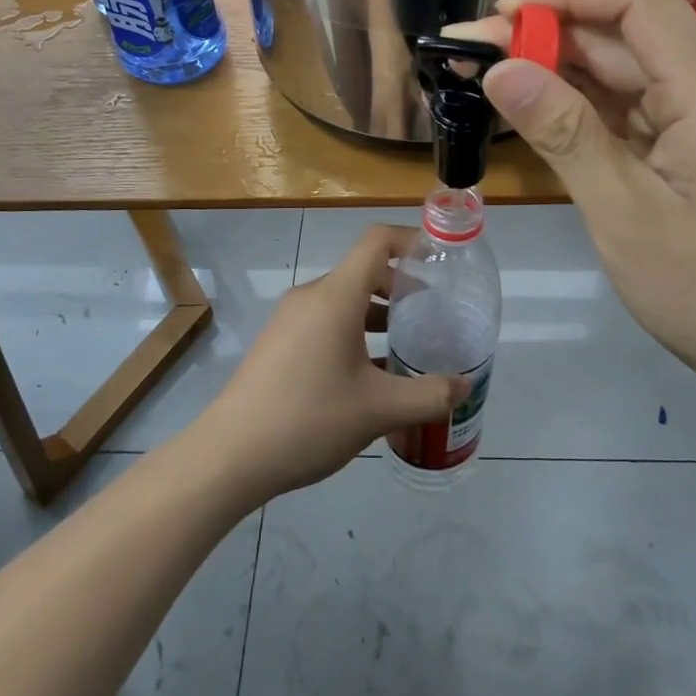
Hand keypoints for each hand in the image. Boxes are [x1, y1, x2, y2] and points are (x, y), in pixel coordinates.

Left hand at [196, 226, 468, 499]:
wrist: (230, 455)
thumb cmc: (310, 419)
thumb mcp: (379, 410)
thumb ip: (429, 395)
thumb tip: (465, 385)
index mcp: (336, 296)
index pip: (377, 241)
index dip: (411, 240)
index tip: (440, 261)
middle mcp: (311, 297)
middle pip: (363, 270)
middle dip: (400, 286)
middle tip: (432, 314)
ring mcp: (289, 319)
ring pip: (343, 299)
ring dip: (377, 313)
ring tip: (407, 345)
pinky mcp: (278, 342)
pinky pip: (324, 320)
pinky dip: (353, 331)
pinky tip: (368, 373)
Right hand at [447, 0, 695, 396]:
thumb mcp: (624, 215)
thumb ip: (564, 134)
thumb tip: (500, 69)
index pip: (637, 0)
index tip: (501, 17)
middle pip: (627, 32)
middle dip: (548, 35)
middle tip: (472, 54)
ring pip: (629, 68)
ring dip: (562, 69)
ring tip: (493, 78)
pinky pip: (640, 104)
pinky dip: (588, 105)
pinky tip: (542, 110)